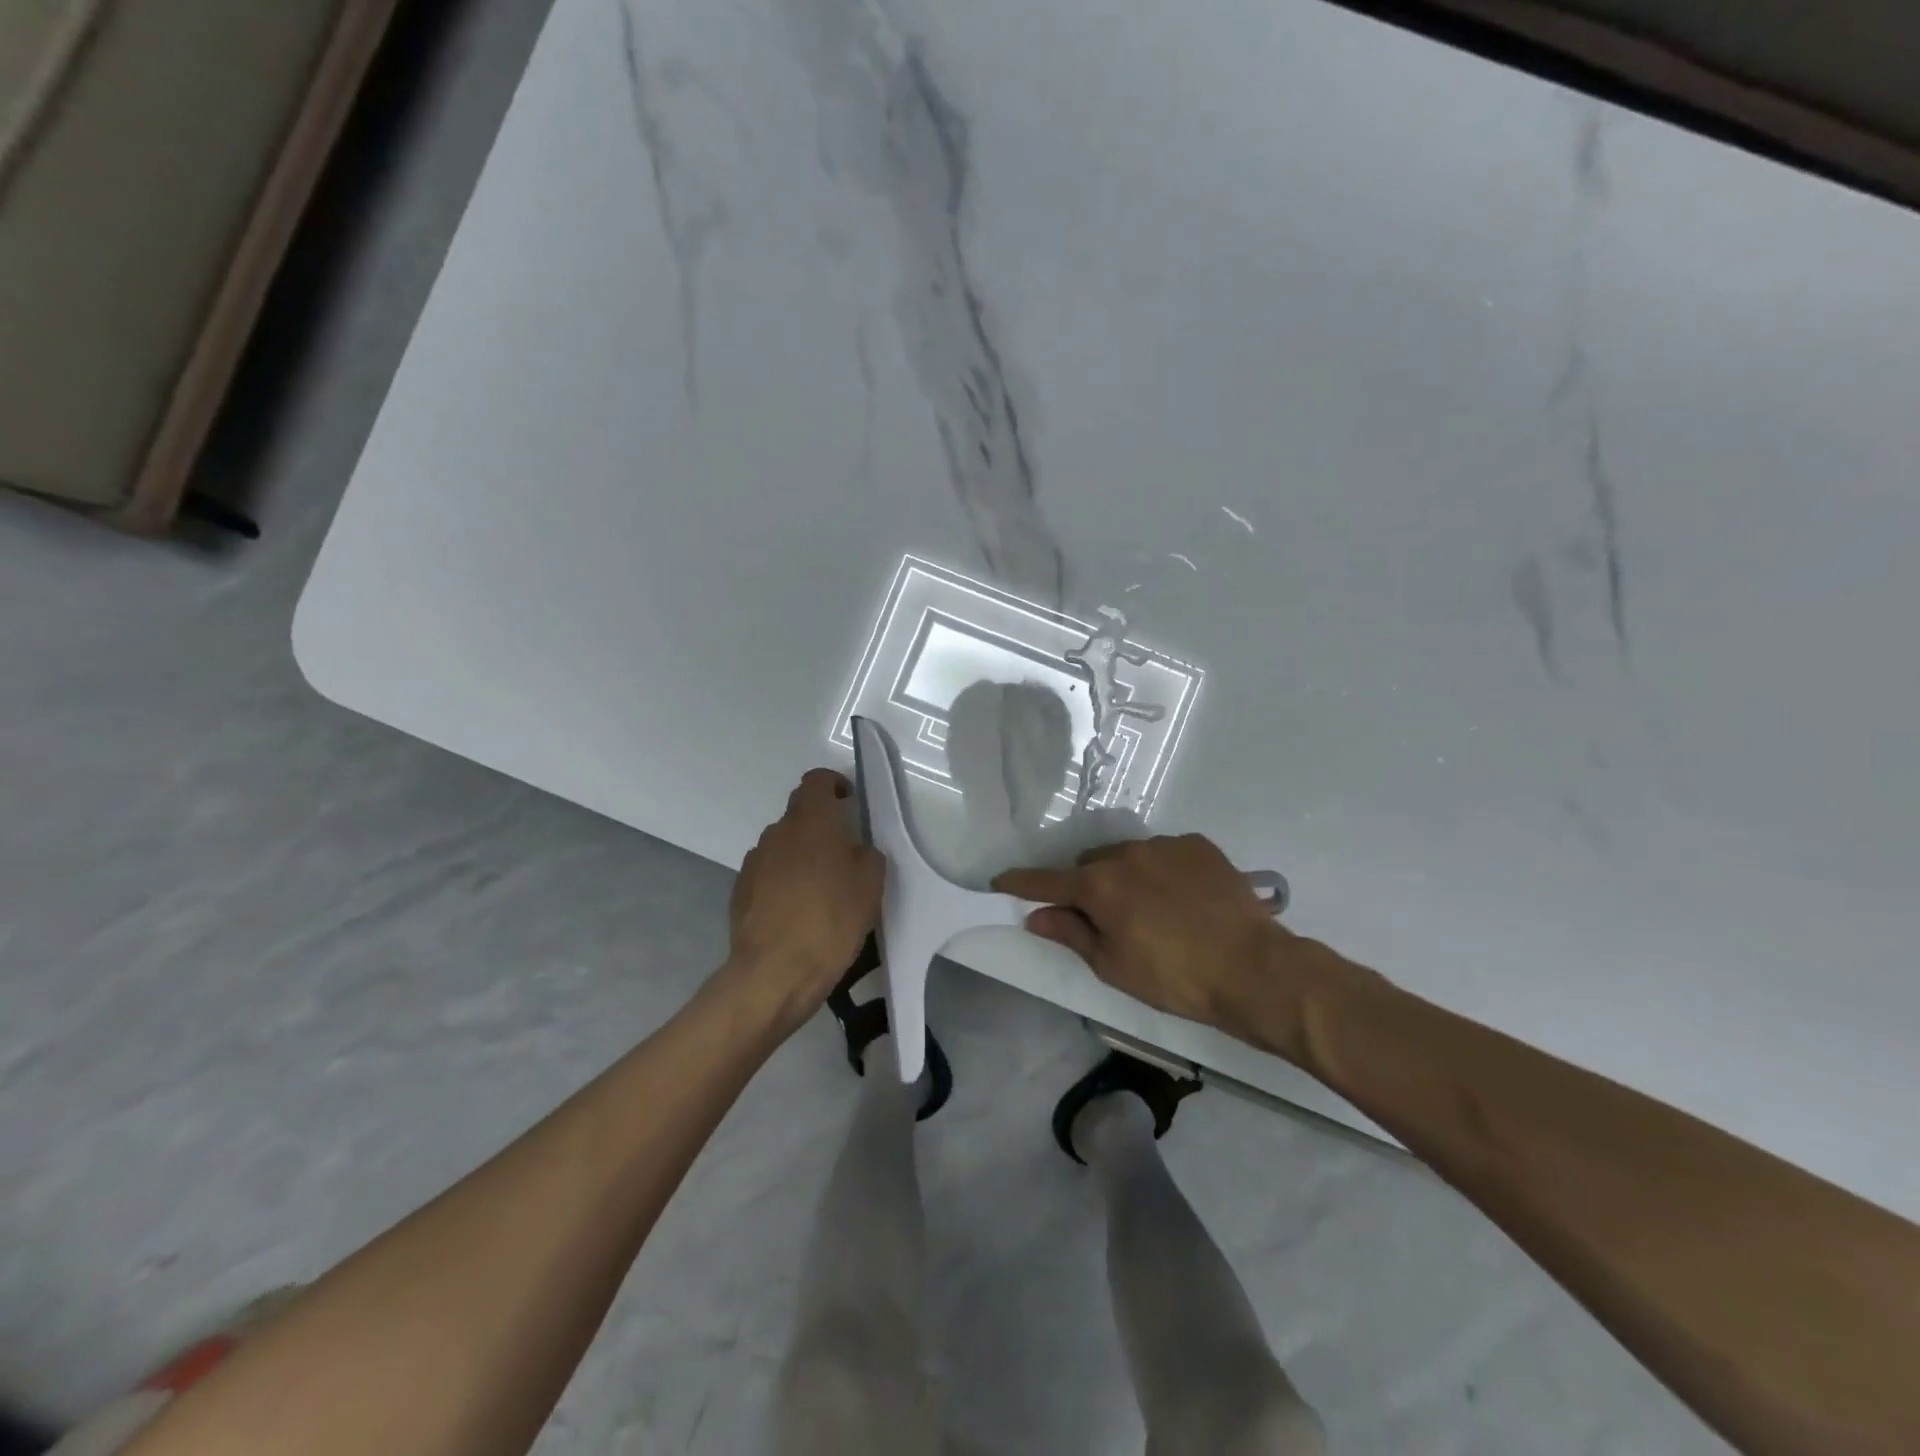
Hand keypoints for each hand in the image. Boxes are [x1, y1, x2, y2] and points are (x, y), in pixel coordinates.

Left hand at [727, 769, 883, 1026]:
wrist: (774, 972)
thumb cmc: (831, 920)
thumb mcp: (870, 886)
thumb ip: (867, 856)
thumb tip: (856, 851)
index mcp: (812, 821)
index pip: (816, 781)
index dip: (833, 784)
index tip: (848, 801)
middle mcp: (778, 832)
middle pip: (799, 812)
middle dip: (820, 824)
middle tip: (842, 851)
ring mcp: (755, 861)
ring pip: (783, 844)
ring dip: (801, 854)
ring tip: (820, 887)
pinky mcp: (740, 890)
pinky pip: (768, 872)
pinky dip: (783, 880)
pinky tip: (797, 910)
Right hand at [994, 834, 1331, 1044]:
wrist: (1253, 969)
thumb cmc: (1175, 978)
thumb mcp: (1114, 966)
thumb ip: (1071, 934)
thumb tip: (1036, 917)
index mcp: (1100, 886)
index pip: (1047, 881)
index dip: (1021, 883)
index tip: (1000, 880)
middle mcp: (1127, 854)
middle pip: (1090, 864)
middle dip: (1088, 886)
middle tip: (1105, 918)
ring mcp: (1165, 845)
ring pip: (1128, 856)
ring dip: (1127, 877)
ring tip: (1153, 910)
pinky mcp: (1198, 845)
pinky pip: (1165, 854)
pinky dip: (1162, 872)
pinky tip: (1184, 900)